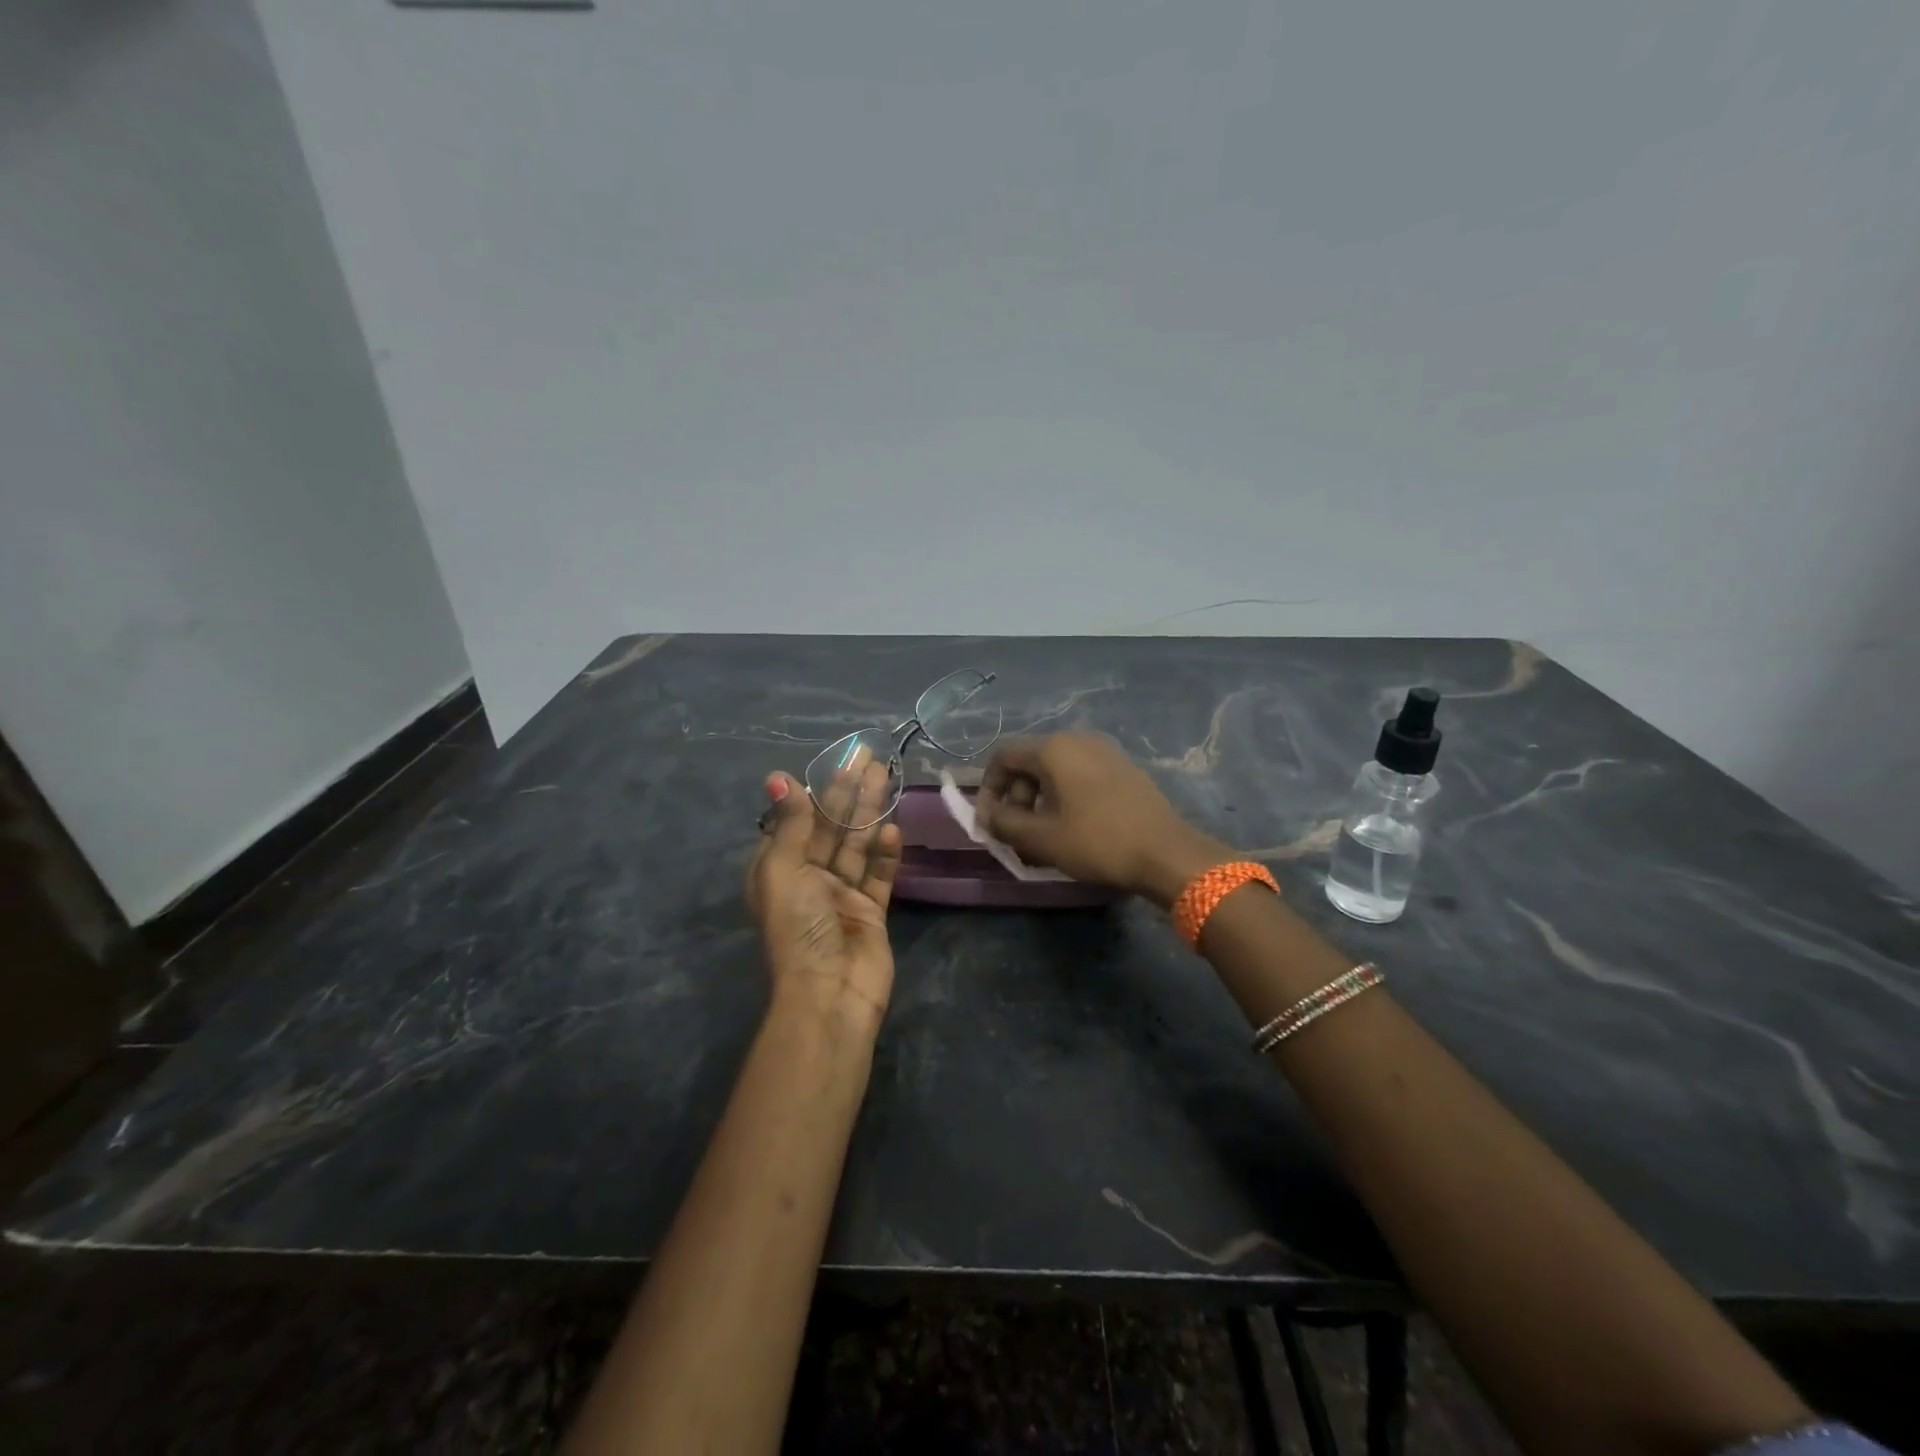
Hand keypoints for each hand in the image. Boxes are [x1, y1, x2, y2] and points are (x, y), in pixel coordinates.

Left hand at [745, 762, 901, 1035]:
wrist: (830, 994)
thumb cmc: (798, 927)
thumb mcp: (784, 870)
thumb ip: (790, 823)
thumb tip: (777, 777)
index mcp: (778, 870)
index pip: (798, 820)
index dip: (817, 791)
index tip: (837, 763)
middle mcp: (808, 879)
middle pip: (831, 827)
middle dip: (849, 793)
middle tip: (870, 757)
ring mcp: (841, 896)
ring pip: (858, 845)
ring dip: (871, 813)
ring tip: (887, 777)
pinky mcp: (871, 912)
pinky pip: (879, 876)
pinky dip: (886, 854)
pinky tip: (893, 830)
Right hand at [975, 734, 1228, 906]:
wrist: (1167, 853)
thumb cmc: (1097, 842)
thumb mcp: (1041, 838)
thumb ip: (1004, 823)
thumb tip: (987, 816)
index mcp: (1054, 748)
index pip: (1002, 756)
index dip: (988, 789)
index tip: (989, 822)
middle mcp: (1078, 739)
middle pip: (1030, 762)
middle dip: (1015, 798)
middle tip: (1016, 834)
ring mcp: (1105, 751)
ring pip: (1055, 770)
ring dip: (1039, 800)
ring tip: (1043, 836)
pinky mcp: (1123, 767)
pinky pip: (1080, 775)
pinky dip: (1065, 796)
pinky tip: (1072, 827)